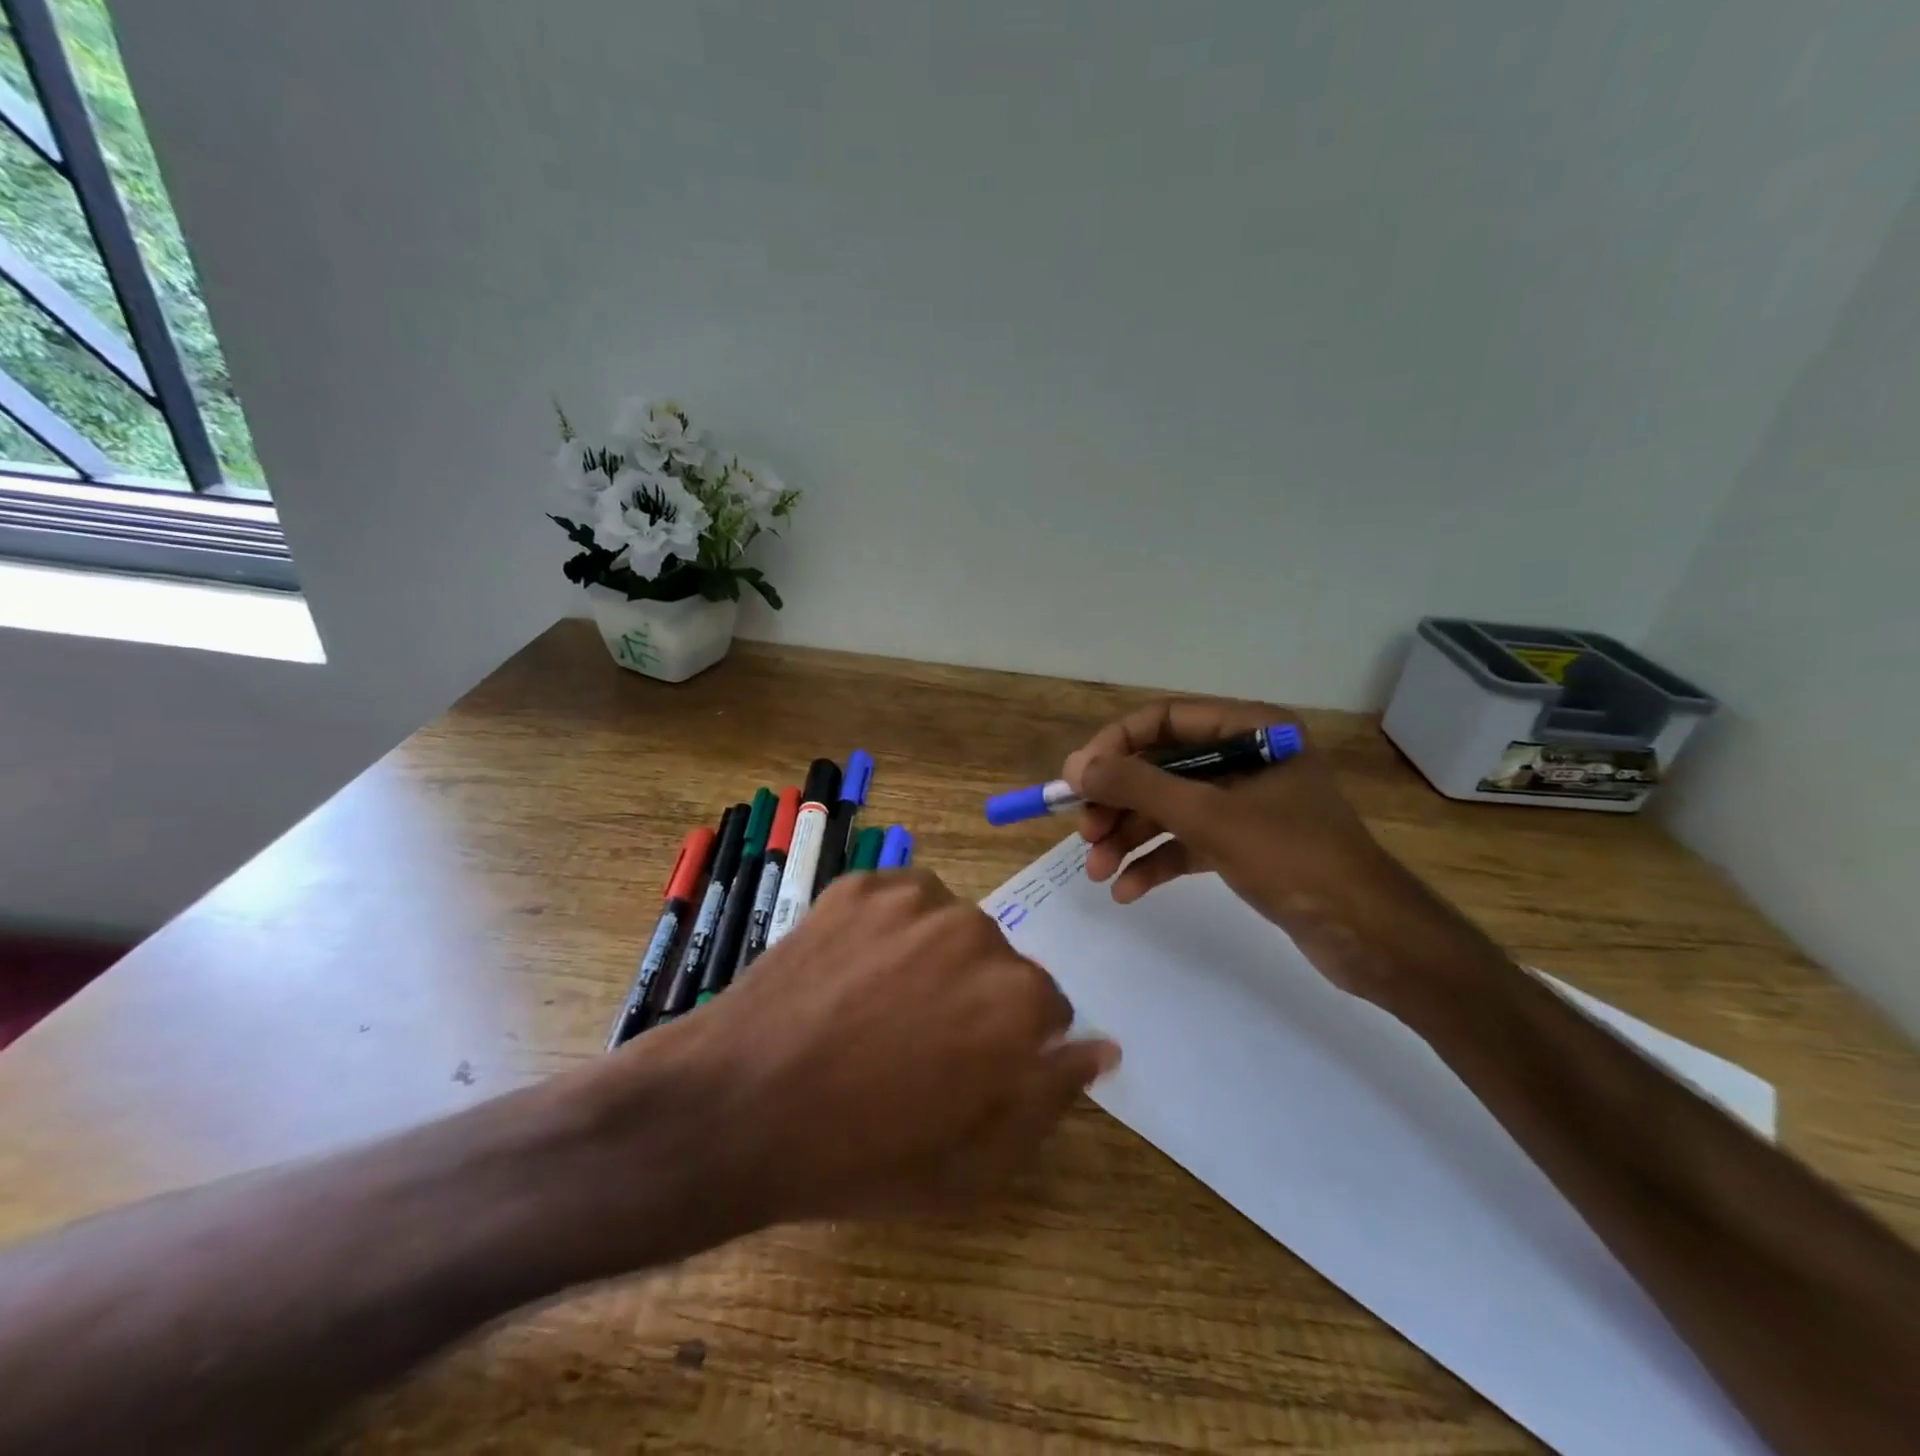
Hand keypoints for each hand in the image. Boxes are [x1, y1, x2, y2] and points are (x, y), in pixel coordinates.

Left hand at [617, 869, 1118, 1229]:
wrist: (735, 1106)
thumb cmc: (860, 1154)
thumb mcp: (973, 1163)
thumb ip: (1050, 1097)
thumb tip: (1102, 1048)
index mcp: (1017, 999)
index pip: (1048, 1007)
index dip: (1010, 1043)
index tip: (967, 1066)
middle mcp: (976, 932)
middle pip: (999, 962)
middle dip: (973, 997)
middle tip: (912, 1041)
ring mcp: (913, 899)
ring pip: (951, 925)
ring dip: (933, 956)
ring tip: (877, 1003)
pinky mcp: (860, 883)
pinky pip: (901, 899)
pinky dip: (889, 928)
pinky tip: (852, 970)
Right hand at [1062, 698, 1494, 1008]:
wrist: (1369, 937)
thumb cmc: (1293, 859)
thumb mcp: (1209, 817)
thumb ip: (1139, 786)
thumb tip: (1075, 766)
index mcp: (1252, 729)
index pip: (1165, 719)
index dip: (1115, 745)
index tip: (1076, 779)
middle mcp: (1246, 758)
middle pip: (1162, 768)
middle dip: (1118, 803)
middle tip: (1084, 834)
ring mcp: (1245, 804)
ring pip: (1170, 809)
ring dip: (1129, 837)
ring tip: (1095, 870)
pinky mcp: (1244, 844)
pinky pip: (1187, 842)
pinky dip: (1156, 862)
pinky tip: (1127, 890)